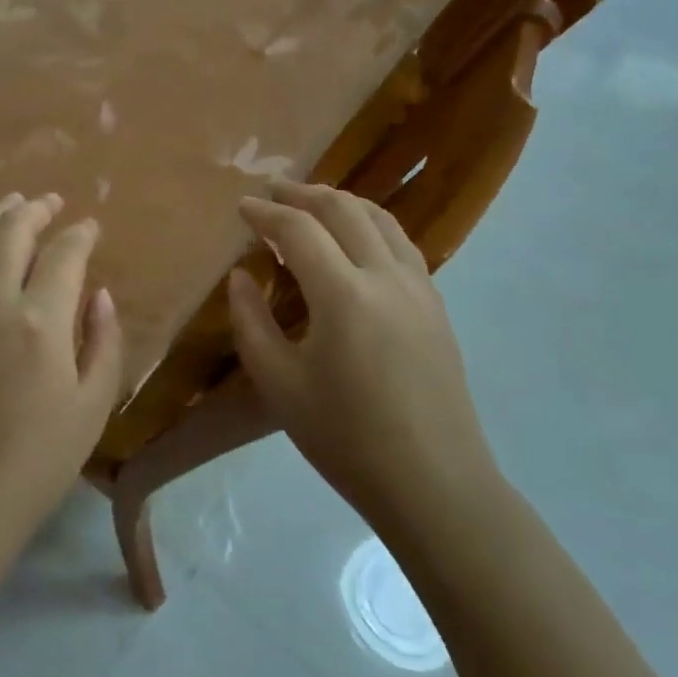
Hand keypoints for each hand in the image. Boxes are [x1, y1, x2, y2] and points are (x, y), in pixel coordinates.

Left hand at [0, 192, 124, 564]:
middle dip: (34, 210)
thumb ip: (103, 342)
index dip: (81, 234)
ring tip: (9, 204)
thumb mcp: (92, 409)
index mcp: (40, 321)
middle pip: (10, 232)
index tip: (91, 227)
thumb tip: (100, 294)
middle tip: (50, 202)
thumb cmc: (34, 463)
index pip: (64, 254)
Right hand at [227, 181, 497, 527]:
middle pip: (343, 209)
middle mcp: (385, 276)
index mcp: (343, 294)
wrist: (434, 484)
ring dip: (341, 201)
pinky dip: (370, 224)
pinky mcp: (436, 304)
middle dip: (303, 194)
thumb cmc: (346, 439)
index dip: (266, 213)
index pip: (298, 230)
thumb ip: (251, 322)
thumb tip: (242, 276)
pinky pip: (401, 242)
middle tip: (272, 192)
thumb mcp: (279, 384)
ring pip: (379, 218)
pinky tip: (356, 240)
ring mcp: (419, 287)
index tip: (242, 206)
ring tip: (311, 204)